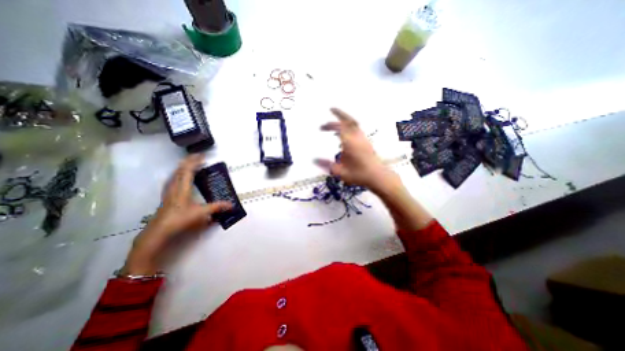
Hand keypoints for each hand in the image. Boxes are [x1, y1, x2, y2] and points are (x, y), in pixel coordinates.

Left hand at [120, 156, 230, 274]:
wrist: (158, 232)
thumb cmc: (180, 220)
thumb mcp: (201, 214)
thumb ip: (217, 208)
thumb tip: (231, 205)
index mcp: (183, 188)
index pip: (188, 170)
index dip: (195, 161)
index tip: (203, 155)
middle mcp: (174, 187)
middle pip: (180, 170)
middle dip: (189, 161)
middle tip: (197, 156)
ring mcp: (168, 191)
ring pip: (174, 174)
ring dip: (182, 167)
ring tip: (189, 164)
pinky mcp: (166, 196)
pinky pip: (171, 180)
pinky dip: (177, 174)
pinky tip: (178, 178)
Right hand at [317, 108, 399, 192]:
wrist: (378, 177)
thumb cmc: (359, 175)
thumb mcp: (340, 172)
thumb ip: (326, 165)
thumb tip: (314, 160)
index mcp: (350, 143)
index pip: (340, 127)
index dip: (330, 124)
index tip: (321, 127)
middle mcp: (357, 138)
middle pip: (349, 120)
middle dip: (339, 114)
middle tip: (330, 111)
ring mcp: (363, 139)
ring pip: (354, 124)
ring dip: (344, 120)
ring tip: (334, 124)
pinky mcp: (366, 142)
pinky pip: (357, 129)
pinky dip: (349, 127)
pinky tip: (344, 134)